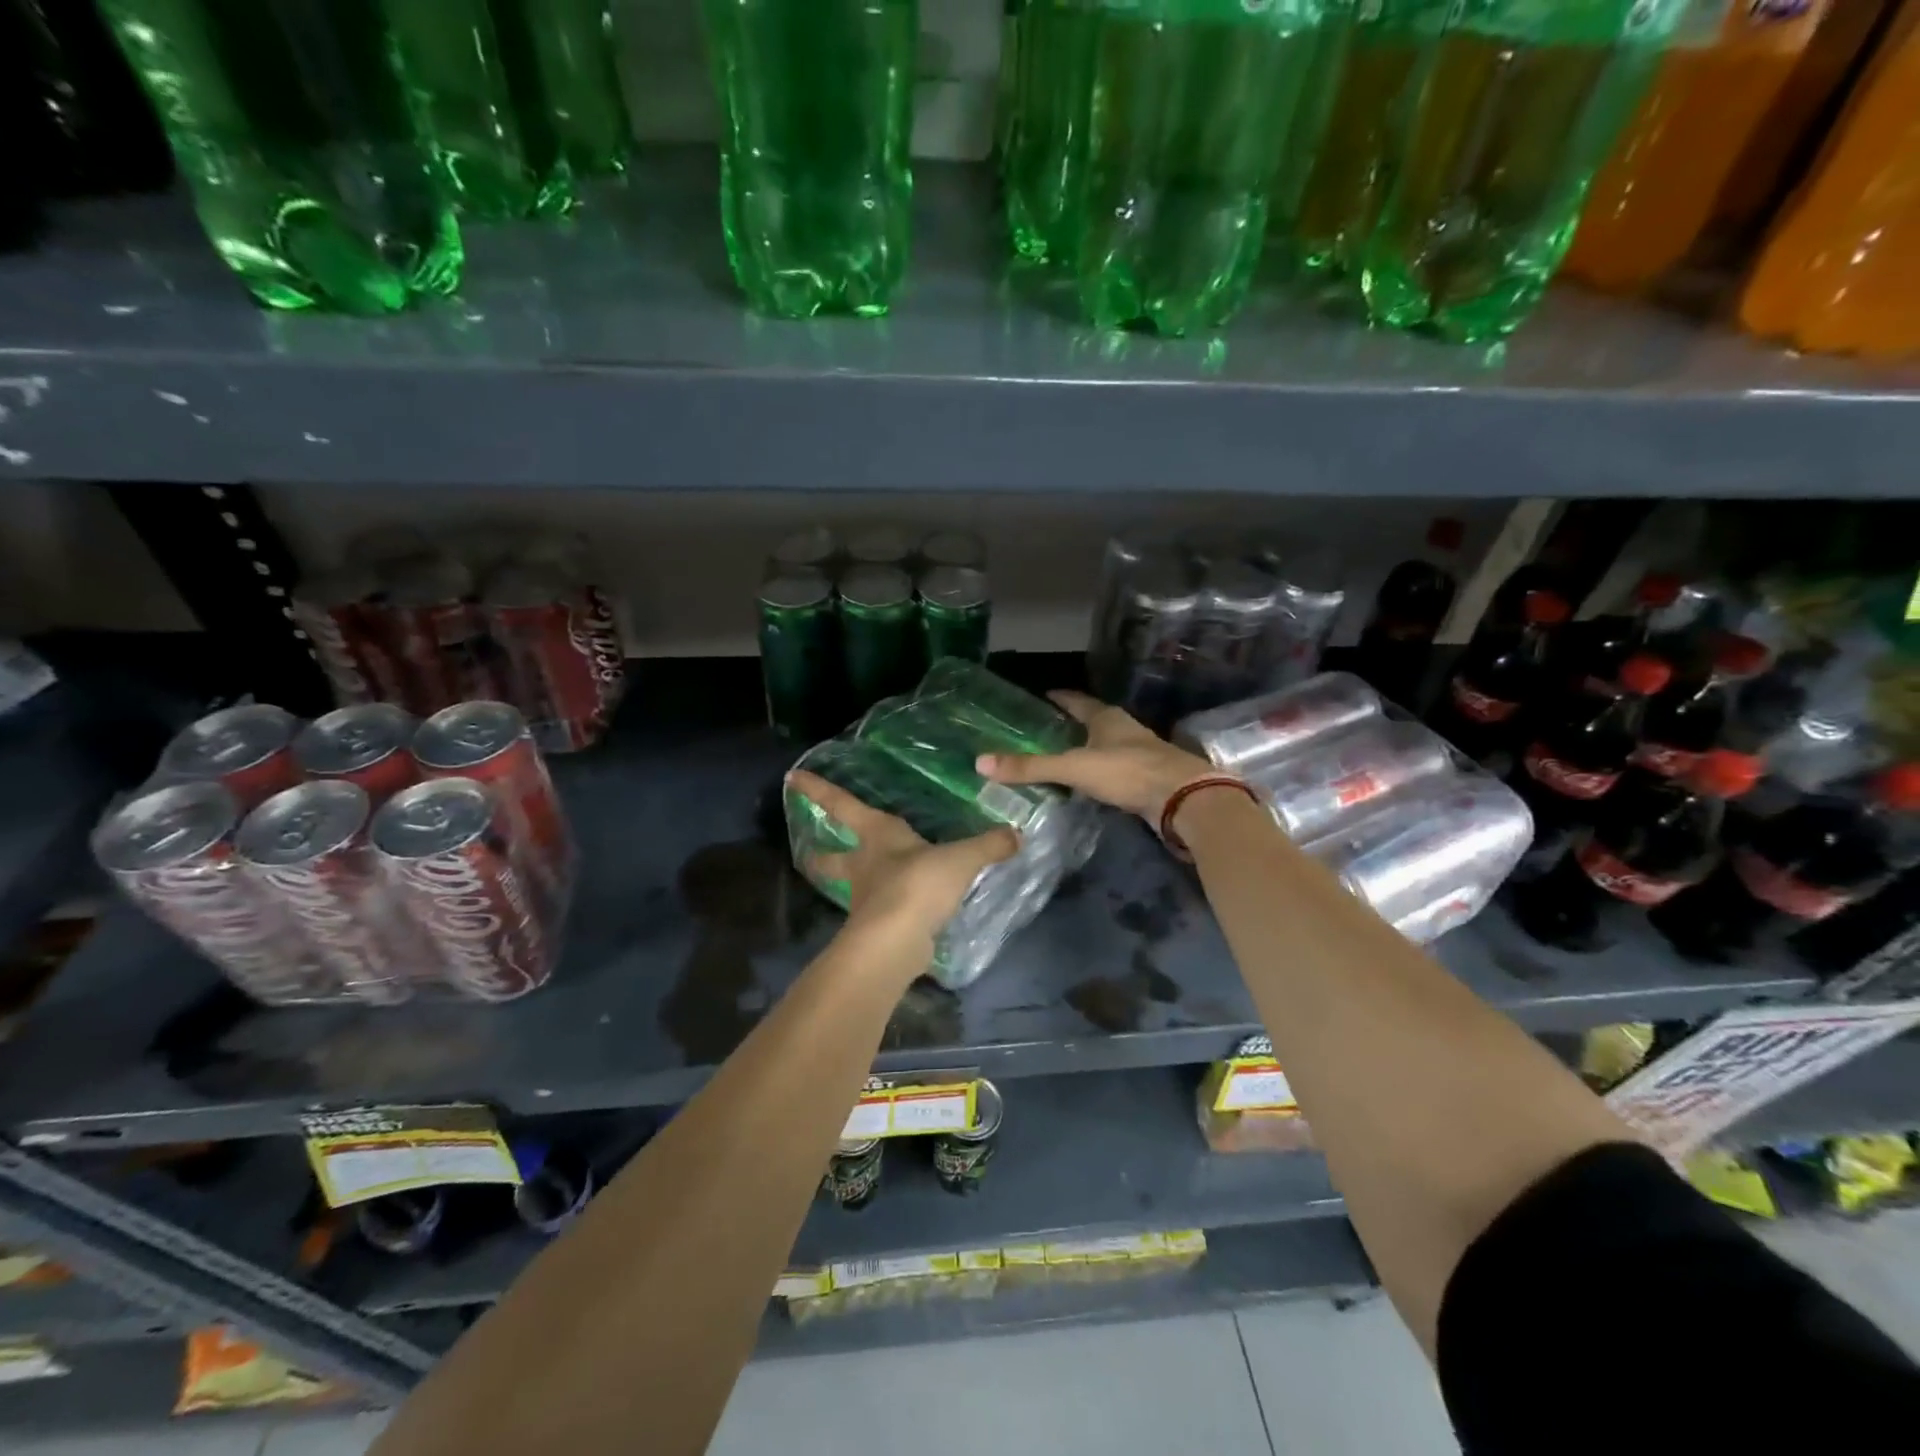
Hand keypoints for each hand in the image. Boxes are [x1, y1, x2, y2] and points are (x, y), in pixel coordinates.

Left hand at [786, 770, 1019, 943]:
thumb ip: (988, 846)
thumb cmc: (918, 884)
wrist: (896, 942)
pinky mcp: (877, 928)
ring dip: (855, 883)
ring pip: (852, 886)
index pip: (843, 805)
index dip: (819, 790)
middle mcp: (865, 864)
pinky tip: (904, 912)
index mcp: (877, 835)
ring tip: (868, 883)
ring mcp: (866, 899)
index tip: (792, 778)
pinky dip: (886, 909)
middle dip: (821, 853)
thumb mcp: (961, 859)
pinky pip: (881, 911)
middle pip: (833, 856)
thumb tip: (1017, 834)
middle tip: (810, 851)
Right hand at [975, 690, 1218, 823]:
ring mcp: (1138, 753)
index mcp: (1106, 718)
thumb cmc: (1128, 772)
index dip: (1059, 698)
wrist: (1183, 799)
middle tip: (1042, 728)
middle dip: (1070, 723)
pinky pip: (1113, 769)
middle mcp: (1123, 729)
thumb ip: (1031, 767)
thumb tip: (981, 763)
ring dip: (1085, 748)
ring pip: (1104, 745)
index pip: (1077, 700)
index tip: (1041, 695)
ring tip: (1059, 755)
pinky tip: (1085, 783)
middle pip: (1092, 721)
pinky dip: (1096, 772)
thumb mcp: (1074, 768)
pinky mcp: (1145, 777)